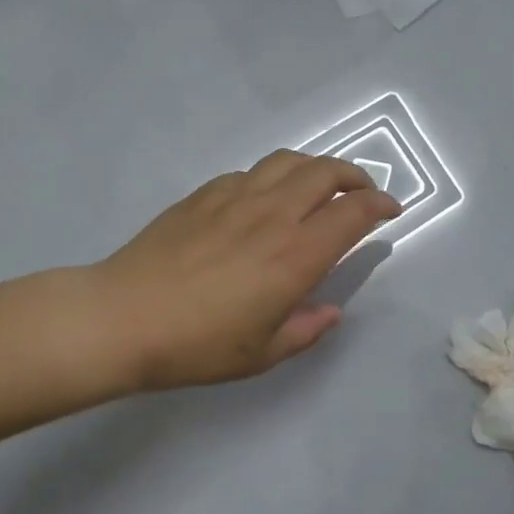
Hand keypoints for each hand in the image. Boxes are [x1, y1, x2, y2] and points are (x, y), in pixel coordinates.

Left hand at [88, 151, 400, 390]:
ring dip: (317, 168)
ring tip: (320, 187)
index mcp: (296, 254)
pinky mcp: (205, 193)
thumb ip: (306, 329)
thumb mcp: (262, 353)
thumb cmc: (198, 344)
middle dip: (356, 177)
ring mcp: (237, 196)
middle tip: (363, 194)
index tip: (391, 211)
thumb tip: (329, 310)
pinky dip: (274, 177)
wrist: (122, 318)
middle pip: (327, 171)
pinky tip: (265, 200)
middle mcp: (274, 214)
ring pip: (290, 161)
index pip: (353, 212)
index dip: (381, 205)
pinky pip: (252, 172)